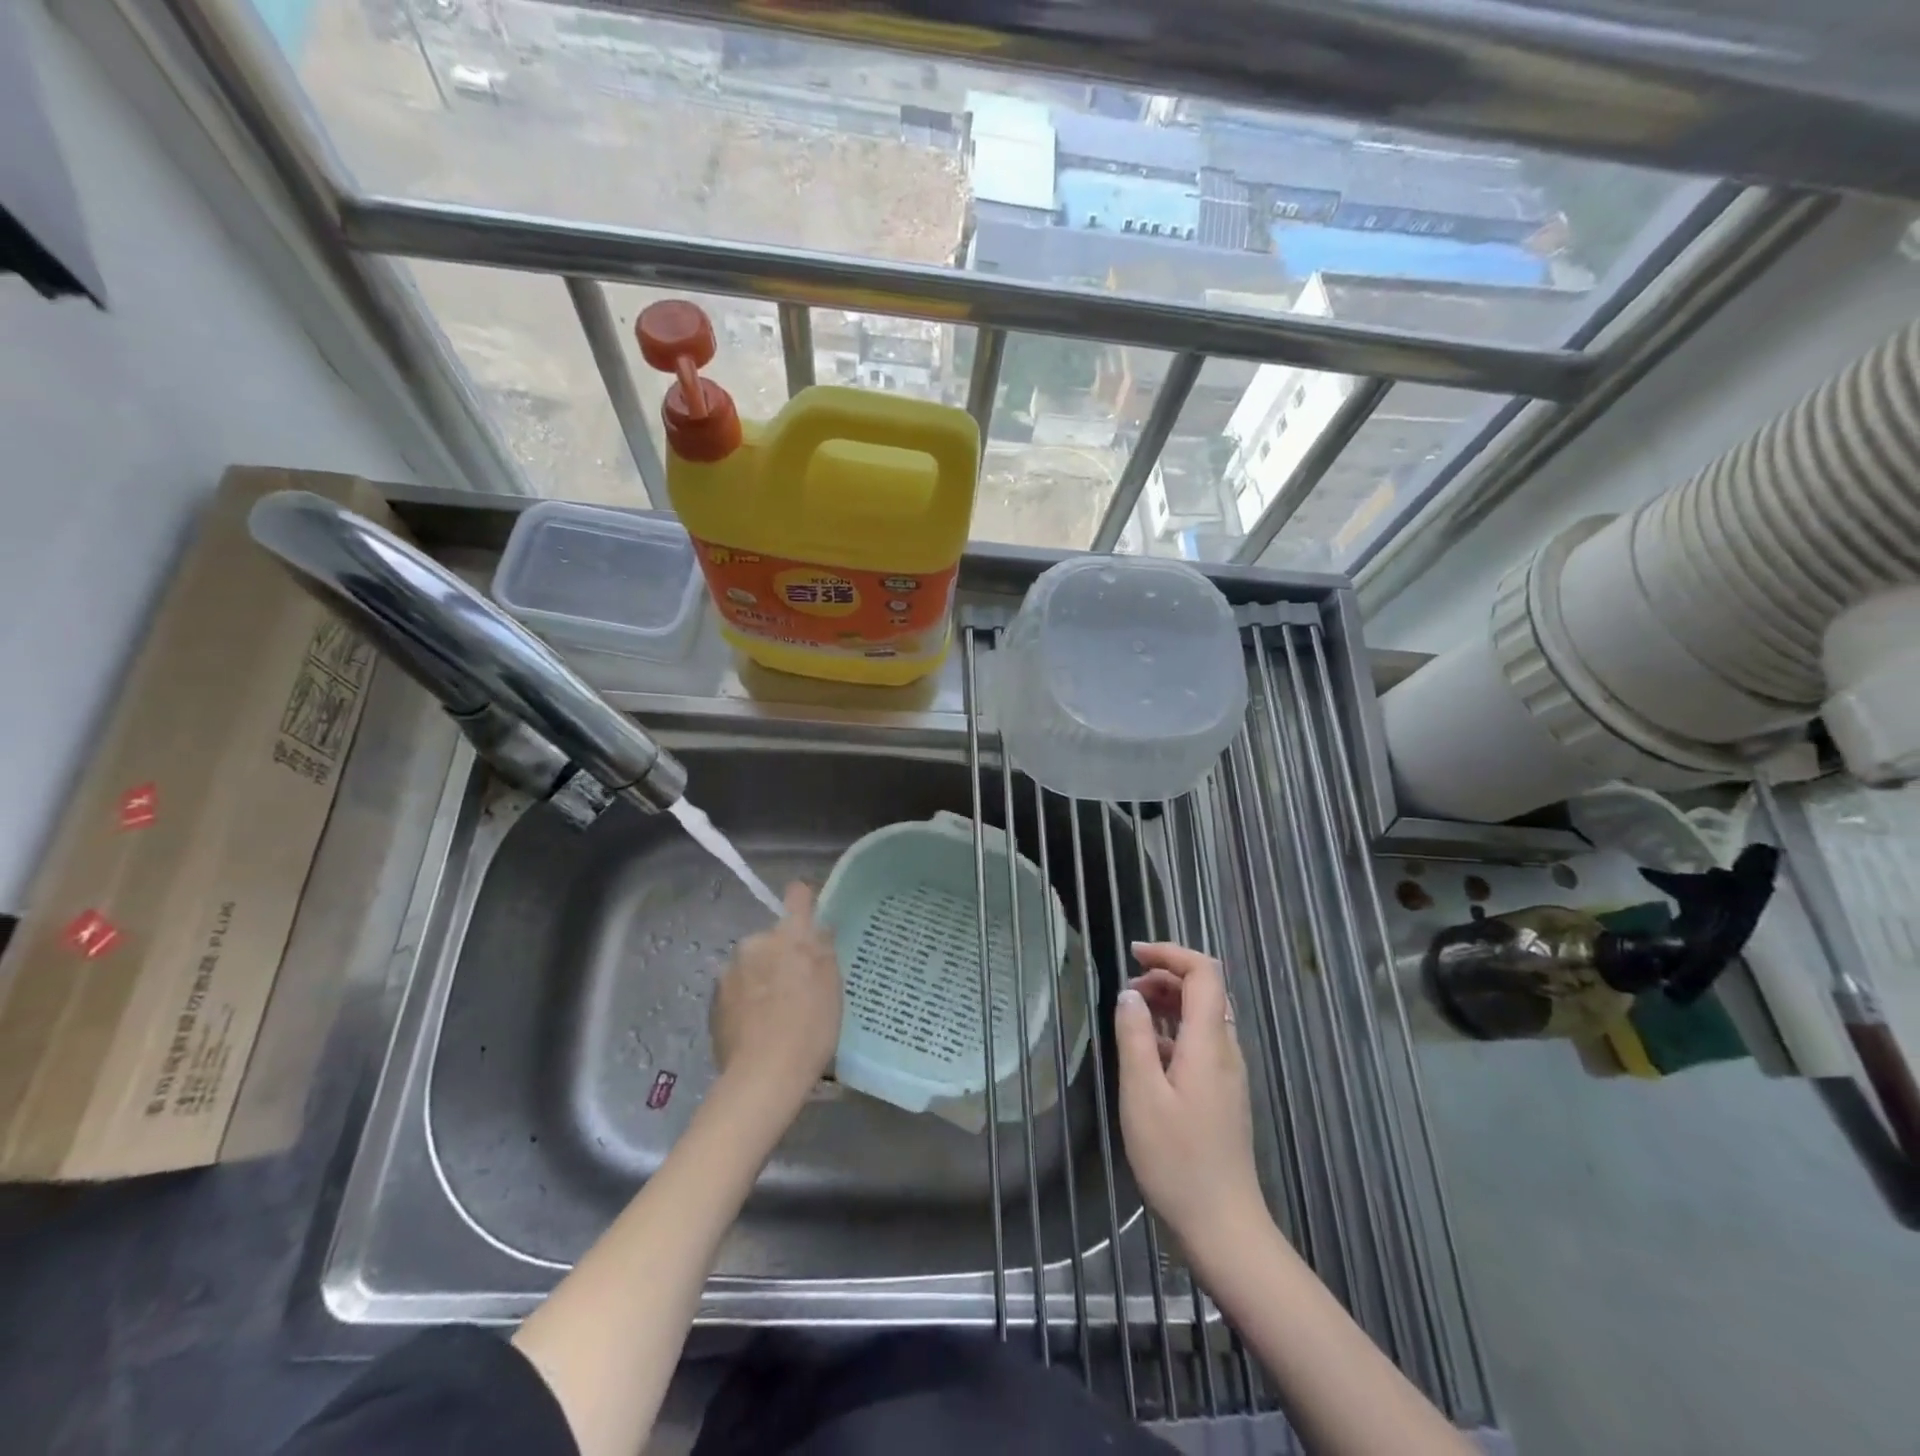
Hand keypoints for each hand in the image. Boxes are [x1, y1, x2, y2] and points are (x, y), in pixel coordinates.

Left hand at [710, 882, 842, 1112]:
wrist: (762, 1077)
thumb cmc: (809, 1026)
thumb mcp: (832, 986)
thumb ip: (824, 949)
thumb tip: (817, 928)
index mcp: (788, 935)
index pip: (797, 895)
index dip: (805, 900)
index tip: (812, 918)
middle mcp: (754, 943)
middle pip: (772, 937)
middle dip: (782, 953)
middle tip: (799, 985)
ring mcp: (729, 972)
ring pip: (752, 964)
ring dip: (763, 977)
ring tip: (776, 1012)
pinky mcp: (713, 1001)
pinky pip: (737, 989)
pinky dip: (747, 1000)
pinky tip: (758, 1027)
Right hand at [1114, 942, 1264, 1260]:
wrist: (1223, 1228)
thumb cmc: (1177, 1160)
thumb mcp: (1142, 1094)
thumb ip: (1135, 1037)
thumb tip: (1129, 995)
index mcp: (1209, 1042)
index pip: (1204, 972)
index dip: (1171, 952)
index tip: (1133, 954)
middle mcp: (1226, 1050)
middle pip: (1206, 990)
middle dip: (1166, 975)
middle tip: (1126, 990)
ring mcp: (1228, 1074)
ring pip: (1203, 1016)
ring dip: (1168, 1003)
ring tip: (1130, 1016)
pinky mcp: (1223, 1094)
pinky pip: (1201, 1043)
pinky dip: (1173, 1031)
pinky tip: (1146, 1055)